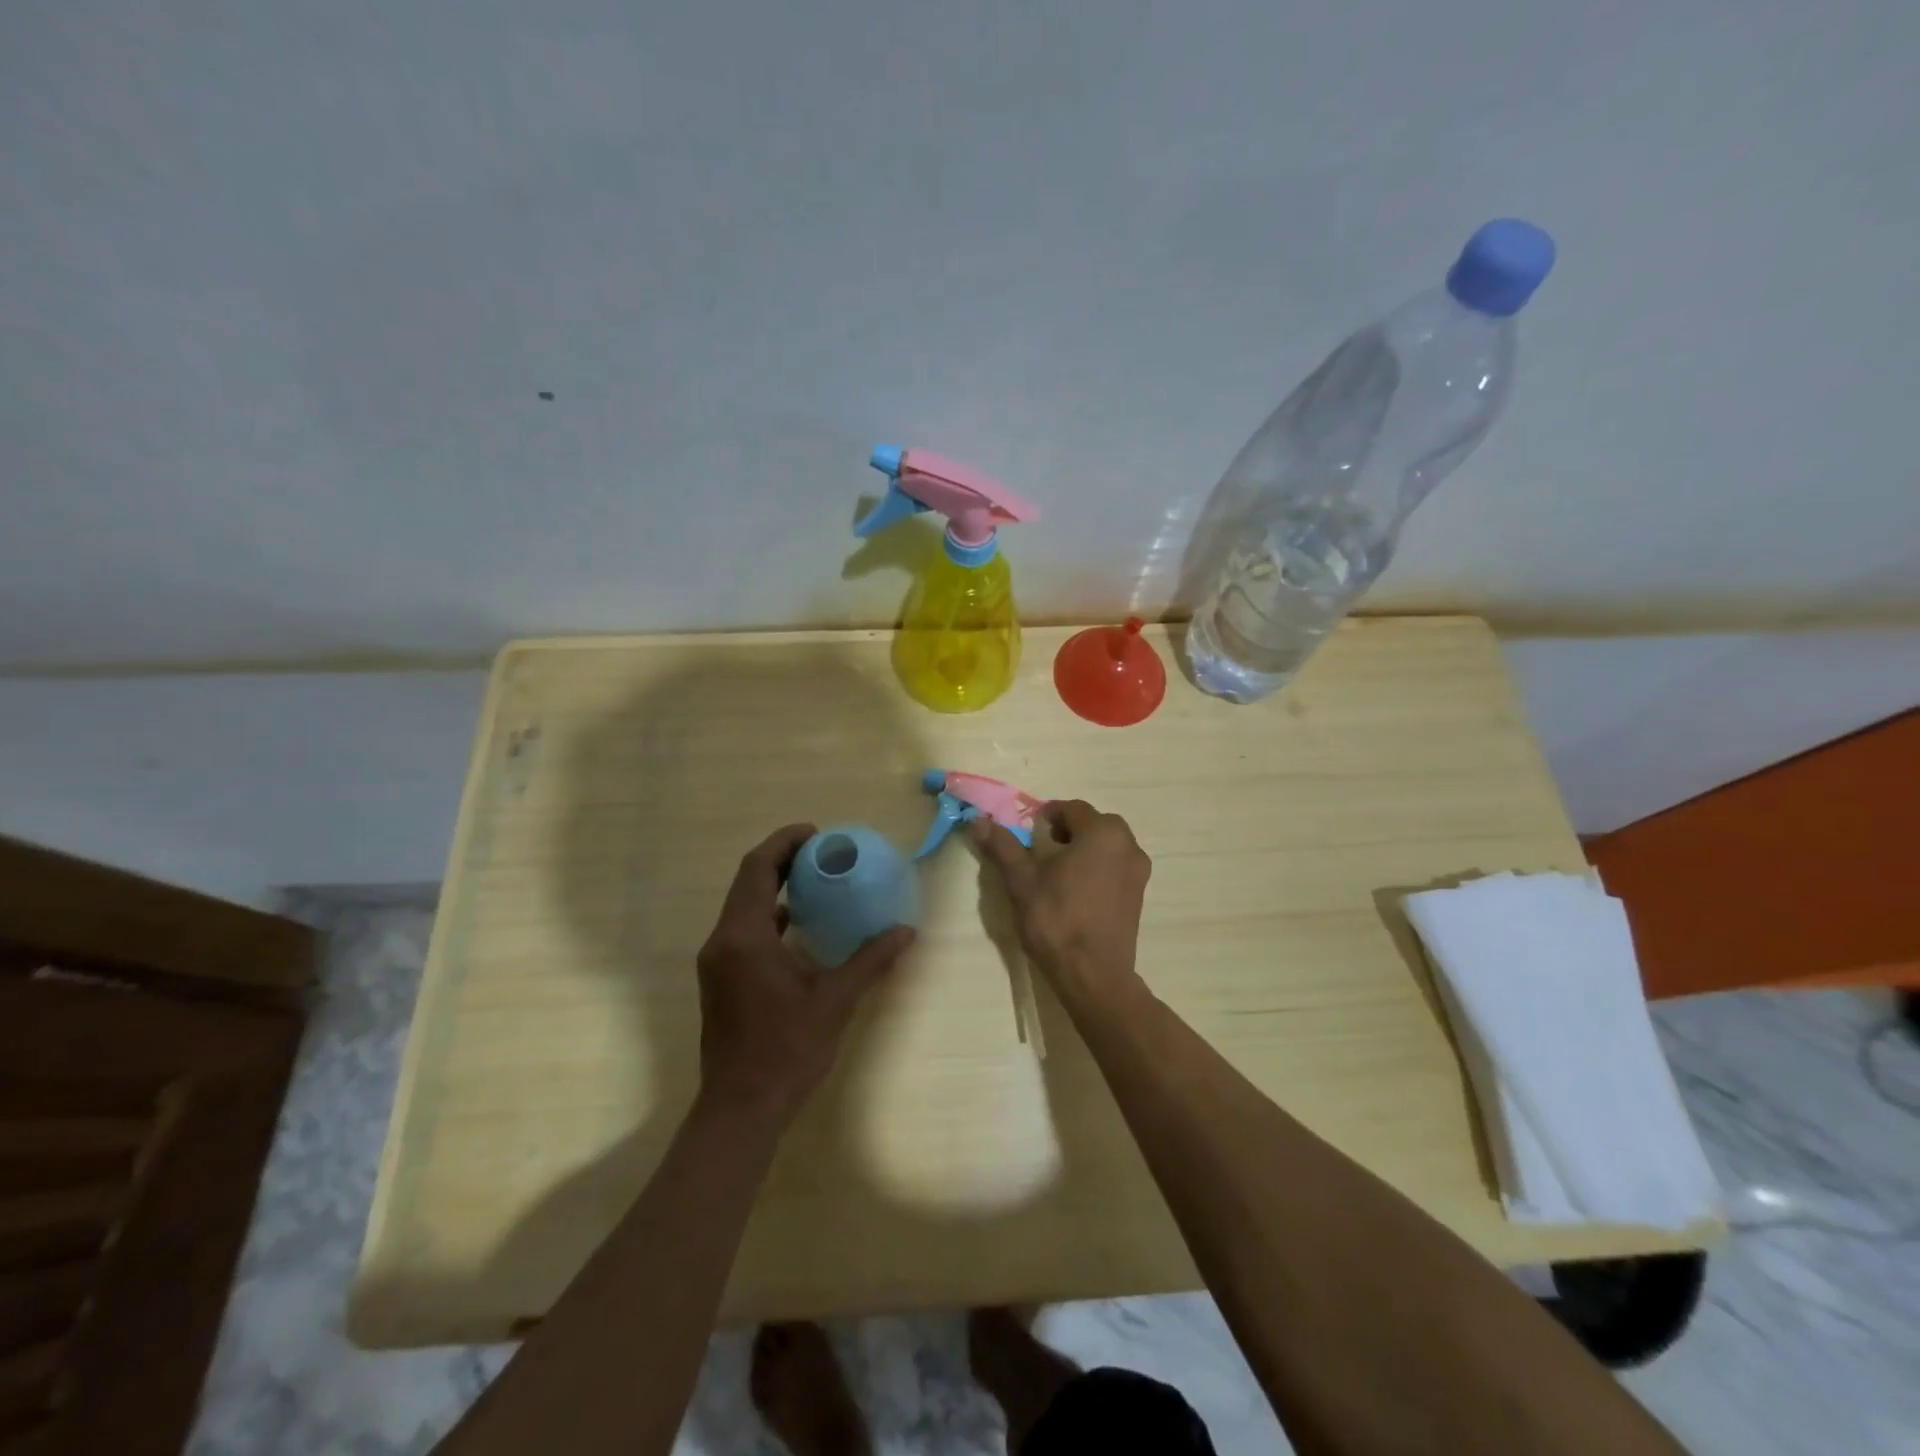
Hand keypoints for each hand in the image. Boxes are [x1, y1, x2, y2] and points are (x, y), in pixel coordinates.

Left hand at [696, 824, 914, 1122]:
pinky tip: (798, 924)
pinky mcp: (720, 979)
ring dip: (773, 886)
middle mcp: (722, 942)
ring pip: (742, 906)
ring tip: (814, 879)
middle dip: (781, 859)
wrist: (740, 1109)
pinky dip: (768, 915)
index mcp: (744, 938)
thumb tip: (906, 931)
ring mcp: (716, 962)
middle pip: (747, 882)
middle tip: (822, 850)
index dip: (784, 843)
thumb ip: (870, 961)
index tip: (817, 833)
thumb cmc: (786, 1051)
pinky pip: (742, 929)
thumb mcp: (835, 1002)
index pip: (756, 869)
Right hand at [972, 799, 1151, 1000]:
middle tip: (1045, 847)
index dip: (1049, 815)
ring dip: (1086, 847)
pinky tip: (1079, 889)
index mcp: (1101, 833)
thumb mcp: (1022, 881)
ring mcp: (1138, 871)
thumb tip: (979, 821)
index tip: (1031, 830)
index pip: (1073, 809)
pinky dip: (1100, 866)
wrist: (1093, 974)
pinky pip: (1118, 866)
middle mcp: (1127, 845)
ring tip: (1060, 869)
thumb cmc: (1056, 920)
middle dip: (1070, 829)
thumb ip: (1003, 847)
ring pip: (1109, 845)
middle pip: (1096, 824)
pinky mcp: (1140, 894)